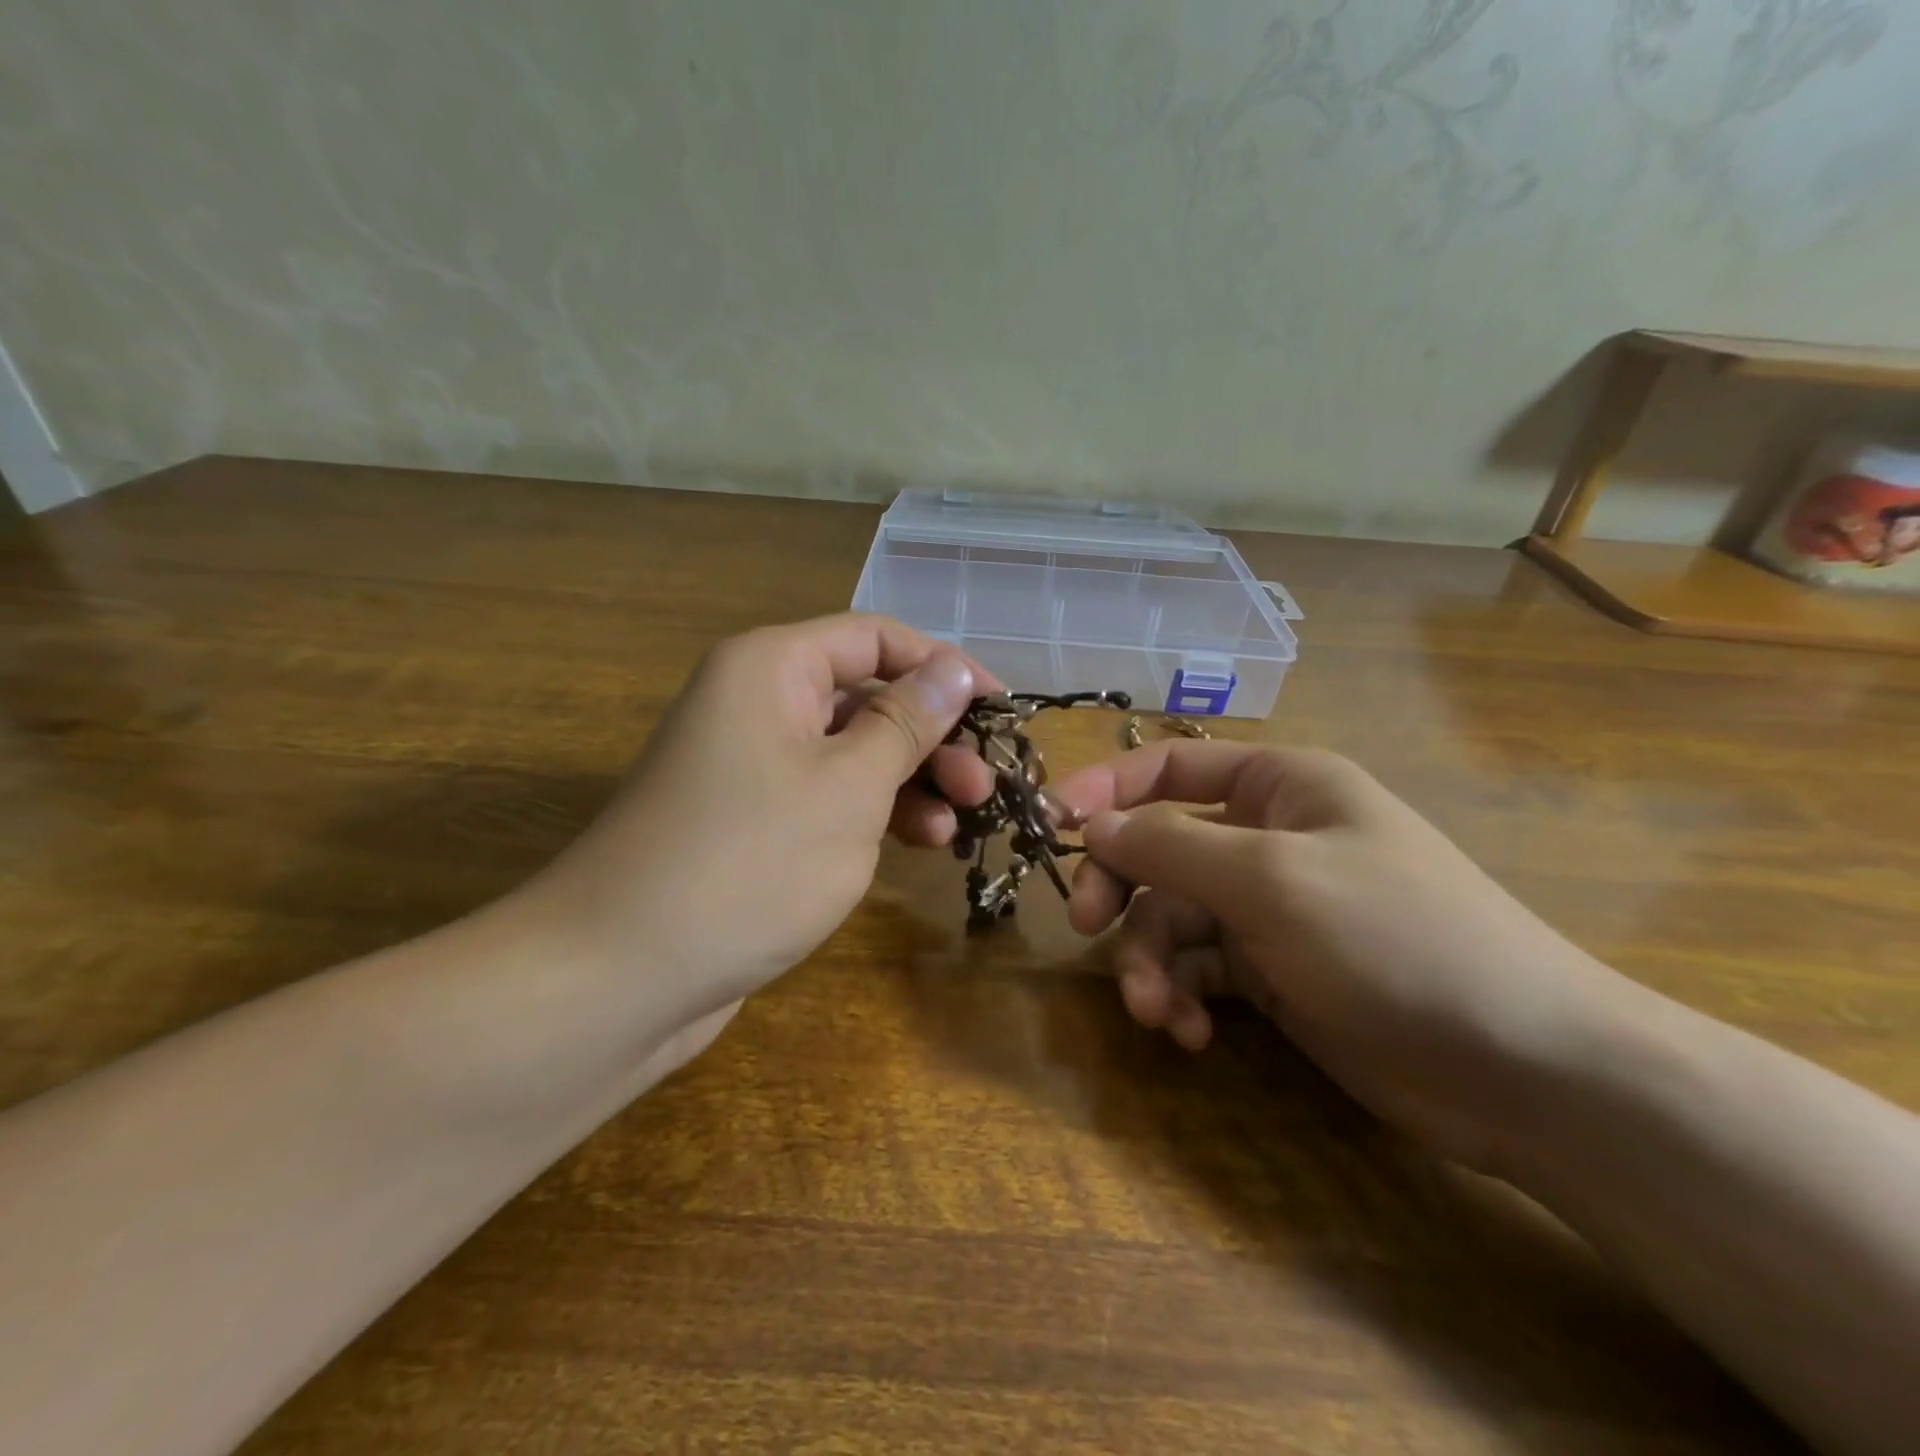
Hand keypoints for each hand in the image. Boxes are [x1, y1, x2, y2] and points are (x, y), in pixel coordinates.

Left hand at [523, 614, 994, 1041]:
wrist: (619, 975)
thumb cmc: (749, 862)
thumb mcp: (849, 786)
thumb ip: (907, 722)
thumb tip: (953, 668)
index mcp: (772, 667)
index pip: (877, 638)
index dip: (945, 668)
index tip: (1001, 711)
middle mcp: (757, 701)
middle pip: (866, 696)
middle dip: (932, 736)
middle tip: (984, 787)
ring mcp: (751, 764)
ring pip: (851, 751)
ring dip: (910, 780)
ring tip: (958, 824)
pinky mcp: (751, 820)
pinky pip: (827, 795)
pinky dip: (873, 812)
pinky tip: (914, 843)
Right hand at [1056, 742, 1632, 1172]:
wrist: (1525, 1070)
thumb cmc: (1396, 938)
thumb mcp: (1271, 880)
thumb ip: (1171, 848)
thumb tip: (1092, 825)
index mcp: (1278, 786)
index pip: (1168, 767)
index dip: (1106, 788)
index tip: (1051, 824)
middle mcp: (1268, 838)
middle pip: (1159, 849)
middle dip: (1122, 892)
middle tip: (1087, 930)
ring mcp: (1269, 909)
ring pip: (1173, 918)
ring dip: (1152, 962)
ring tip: (1157, 1012)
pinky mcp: (1272, 972)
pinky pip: (1201, 969)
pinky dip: (1186, 996)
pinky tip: (1191, 1034)